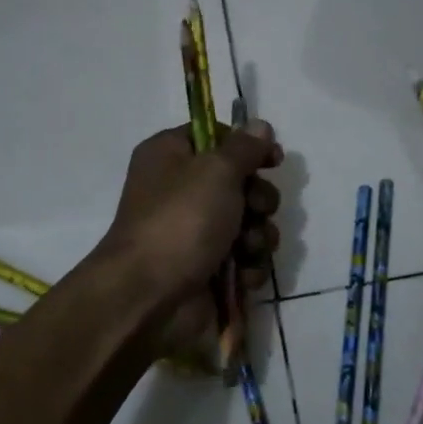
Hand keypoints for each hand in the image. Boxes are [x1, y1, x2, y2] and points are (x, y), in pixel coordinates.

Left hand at [100, 119, 282, 361]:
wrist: (150, 298)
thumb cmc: (180, 221)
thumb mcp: (216, 171)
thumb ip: (245, 147)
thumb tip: (260, 125)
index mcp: (170, 156)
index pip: (215, 136)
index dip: (247, 146)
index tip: (272, 159)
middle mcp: (180, 190)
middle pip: (239, 182)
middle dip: (259, 199)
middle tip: (257, 209)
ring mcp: (194, 232)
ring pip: (248, 223)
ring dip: (258, 235)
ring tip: (248, 248)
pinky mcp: (207, 268)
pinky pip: (242, 258)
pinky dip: (248, 265)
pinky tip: (242, 274)